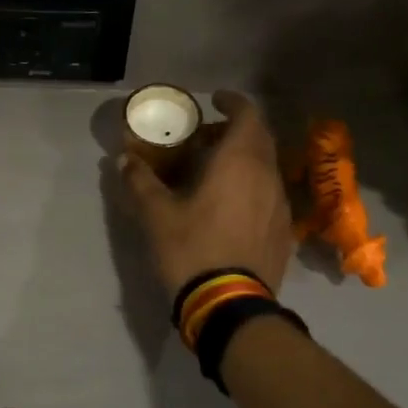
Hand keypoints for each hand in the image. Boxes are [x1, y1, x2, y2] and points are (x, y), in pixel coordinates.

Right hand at [121, 89, 294, 295]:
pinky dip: (251, 186)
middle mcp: (267, 176)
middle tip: (206, 138)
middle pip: (260, 139)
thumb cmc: (191, 250)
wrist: (230, 306)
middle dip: (235, 130)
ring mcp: (280, 205)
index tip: (213, 101)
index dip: (232, 102)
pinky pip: (269, 194)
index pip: (248, 115)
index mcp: (240, 162)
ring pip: (266, 167)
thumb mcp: (156, 216)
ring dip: (244, 160)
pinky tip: (229, 207)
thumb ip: (140, 182)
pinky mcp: (282, 232)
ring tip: (214, 172)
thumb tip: (124, 160)